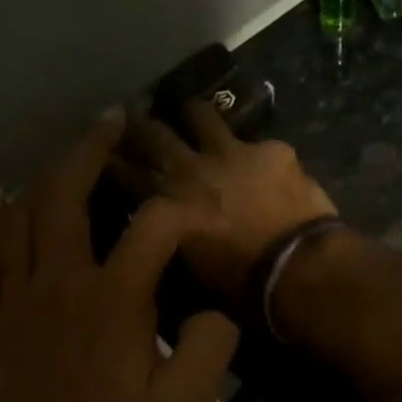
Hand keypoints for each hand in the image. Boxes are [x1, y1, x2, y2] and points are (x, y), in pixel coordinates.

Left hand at [0, 111, 239, 401]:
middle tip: (113, 123)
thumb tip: (215, 310)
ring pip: (20, 215)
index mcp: (114, 303)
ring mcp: (18, 302)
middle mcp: (60, 286)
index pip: (152, 228)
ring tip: (66, 153)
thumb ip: (208, 349)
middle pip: (66, 196)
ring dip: (43, 174)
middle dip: (91, 151)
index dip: (182, 210)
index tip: (203, 212)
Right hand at [114, 100, 337, 299]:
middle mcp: (190, 170)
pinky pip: (259, 144)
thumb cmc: (242, 287)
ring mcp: (231, 153)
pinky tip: (267, 161)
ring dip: (193, 115)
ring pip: (201, 116)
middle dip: (139, 125)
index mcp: (166, 206)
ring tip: (192, 114)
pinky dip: (258, 154)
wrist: (297, 268)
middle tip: (134, 117)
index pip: (127, 175)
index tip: (104, 154)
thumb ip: (176, 239)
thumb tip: (173, 227)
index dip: (113, 163)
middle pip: (154, 135)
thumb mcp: (192, 271)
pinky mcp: (271, 151)